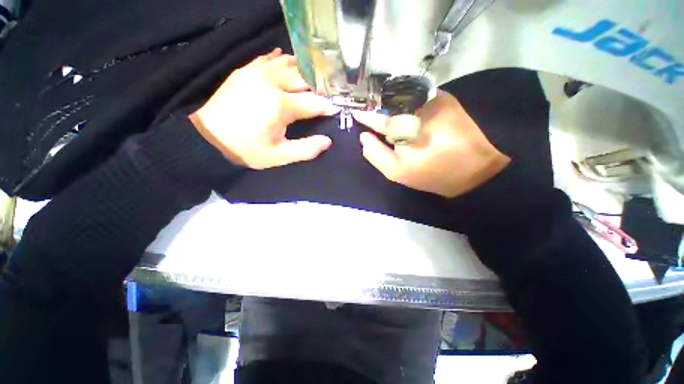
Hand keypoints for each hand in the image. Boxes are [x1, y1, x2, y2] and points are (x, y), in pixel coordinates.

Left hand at [190, 48, 339, 169]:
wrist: (208, 138)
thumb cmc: (247, 149)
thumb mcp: (279, 156)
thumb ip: (306, 149)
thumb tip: (327, 141)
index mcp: (280, 105)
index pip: (314, 102)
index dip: (328, 106)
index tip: (337, 109)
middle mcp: (271, 82)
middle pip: (304, 78)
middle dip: (319, 86)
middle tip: (328, 94)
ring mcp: (257, 73)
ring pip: (289, 63)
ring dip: (304, 71)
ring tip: (314, 79)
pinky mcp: (246, 71)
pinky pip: (269, 58)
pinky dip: (282, 59)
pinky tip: (288, 61)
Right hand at [352, 91, 509, 197]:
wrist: (476, 169)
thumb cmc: (432, 173)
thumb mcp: (396, 172)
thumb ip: (375, 154)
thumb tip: (363, 137)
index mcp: (402, 126)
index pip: (376, 115)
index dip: (365, 115)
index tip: (355, 112)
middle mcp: (416, 105)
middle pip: (388, 102)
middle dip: (378, 108)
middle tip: (372, 114)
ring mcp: (433, 98)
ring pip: (402, 97)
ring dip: (393, 104)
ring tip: (388, 114)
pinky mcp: (446, 98)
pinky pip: (419, 96)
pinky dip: (408, 103)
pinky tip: (407, 113)